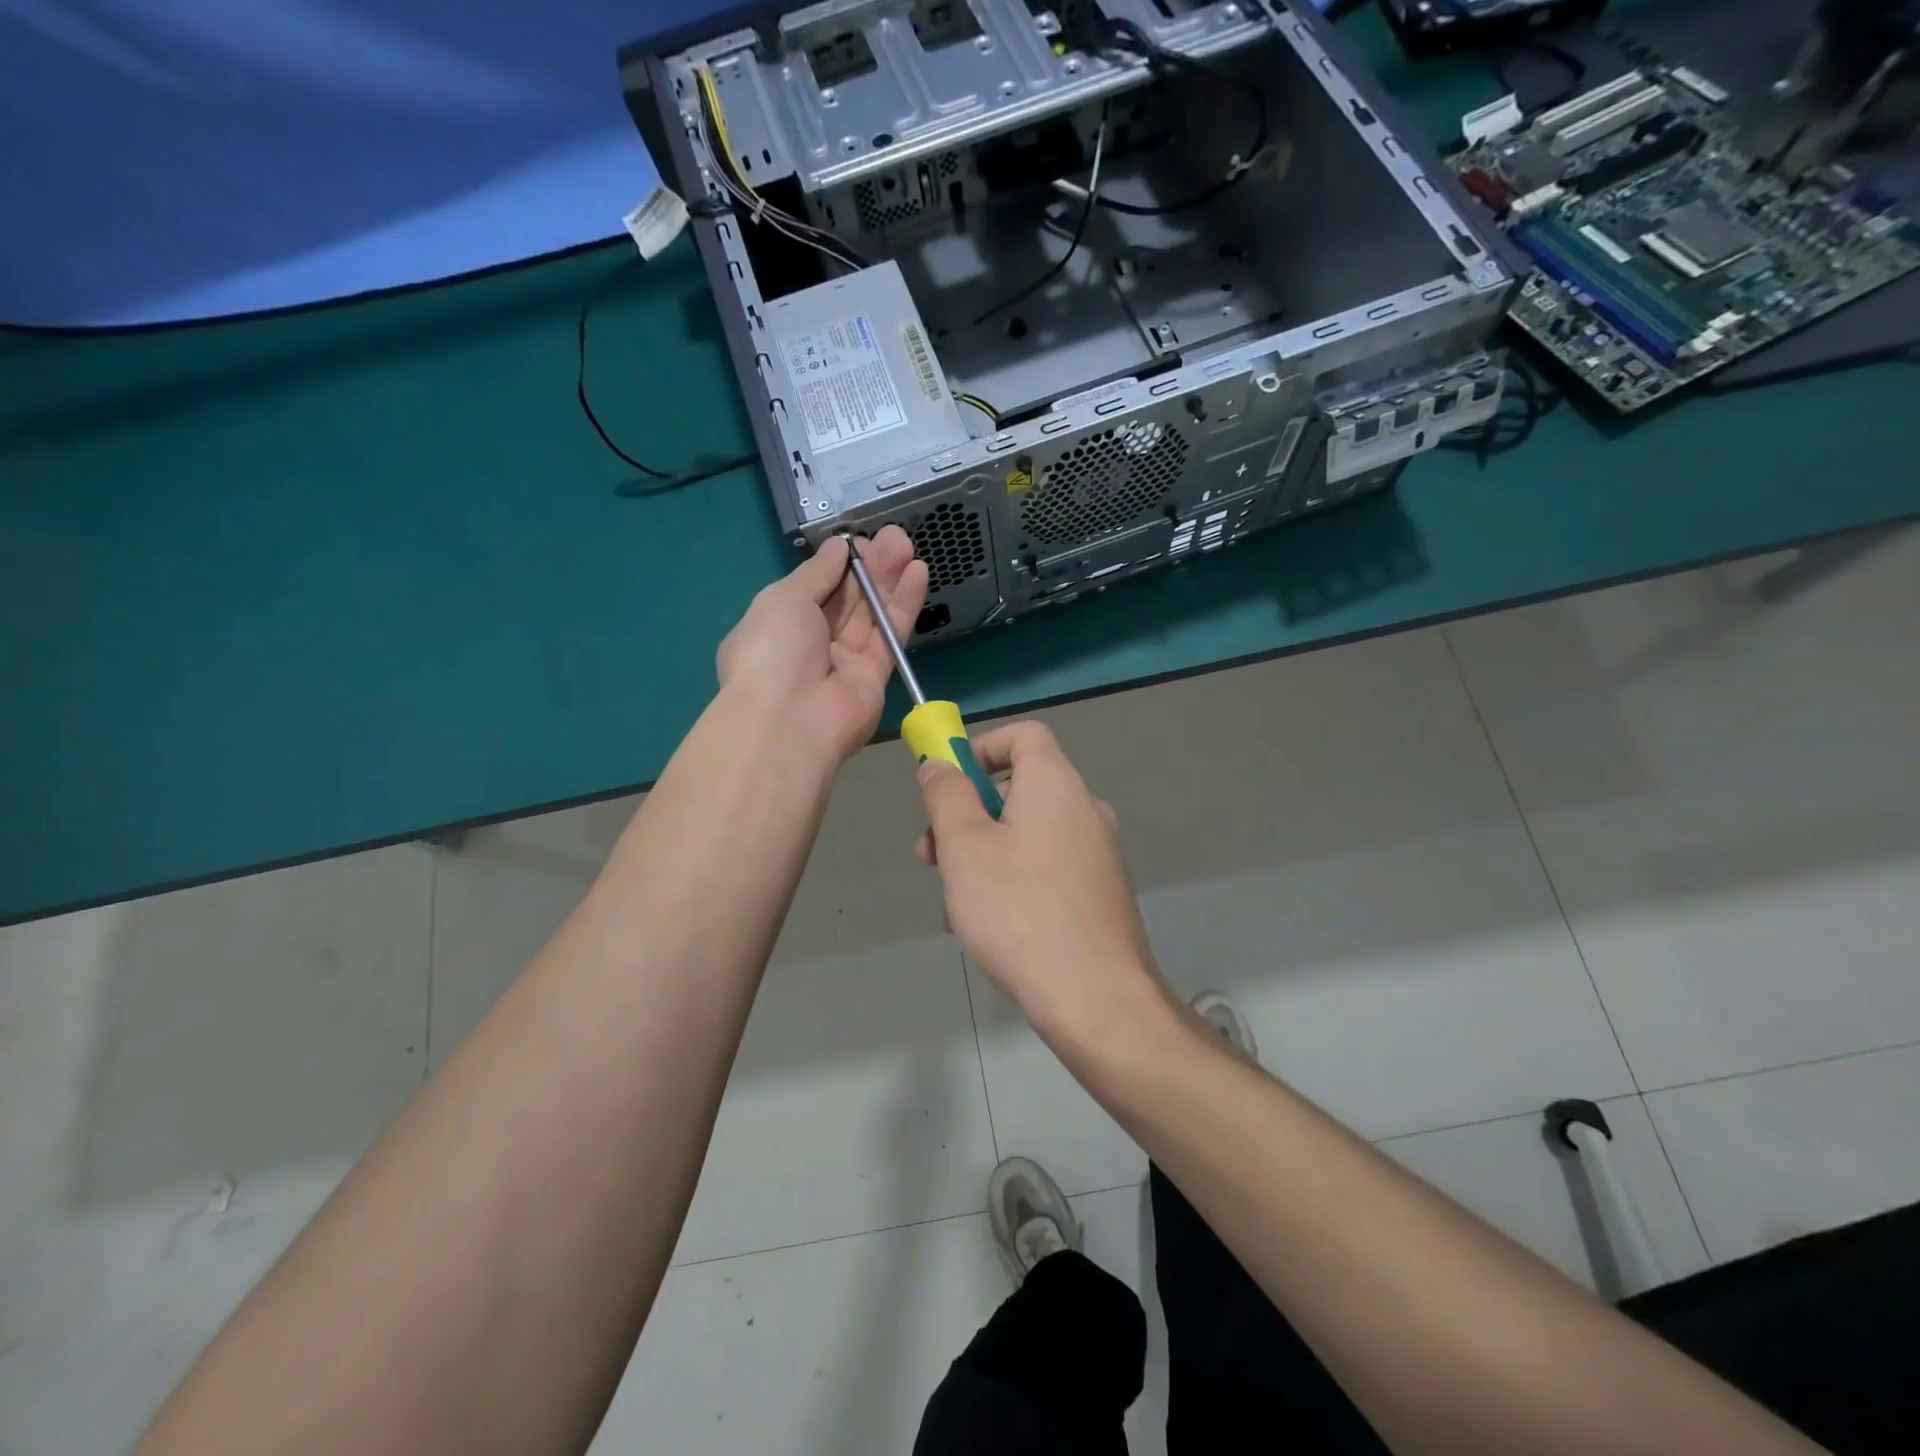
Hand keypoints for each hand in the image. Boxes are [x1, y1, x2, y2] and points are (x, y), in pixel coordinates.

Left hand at [716, 527, 928, 763]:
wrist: (790, 720)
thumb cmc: (773, 651)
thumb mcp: (784, 598)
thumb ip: (817, 572)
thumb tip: (839, 548)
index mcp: (778, 626)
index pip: (813, 589)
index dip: (838, 565)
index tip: (859, 541)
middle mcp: (811, 645)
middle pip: (846, 600)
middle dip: (869, 567)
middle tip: (894, 536)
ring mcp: (844, 663)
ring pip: (871, 615)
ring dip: (889, 580)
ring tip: (908, 544)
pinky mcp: (874, 678)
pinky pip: (890, 635)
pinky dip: (903, 605)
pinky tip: (918, 574)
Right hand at [915, 722, 1168, 1042]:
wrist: (1097, 998)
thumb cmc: (1019, 911)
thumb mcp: (965, 847)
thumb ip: (947, 795)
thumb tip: (939, 764)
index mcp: (1056, 784)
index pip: (1024, 734)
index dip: (981, 747)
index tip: (948, 785)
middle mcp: (1086, 808)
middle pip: (1020, 786)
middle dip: (969, 812)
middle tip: (933, 856)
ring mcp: (1099, 852)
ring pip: (1029, 832)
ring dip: (985, 852)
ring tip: (957, 904)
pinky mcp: (1102, 891)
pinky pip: (1048, 866)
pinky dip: (1015, 878)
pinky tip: (993, 926)